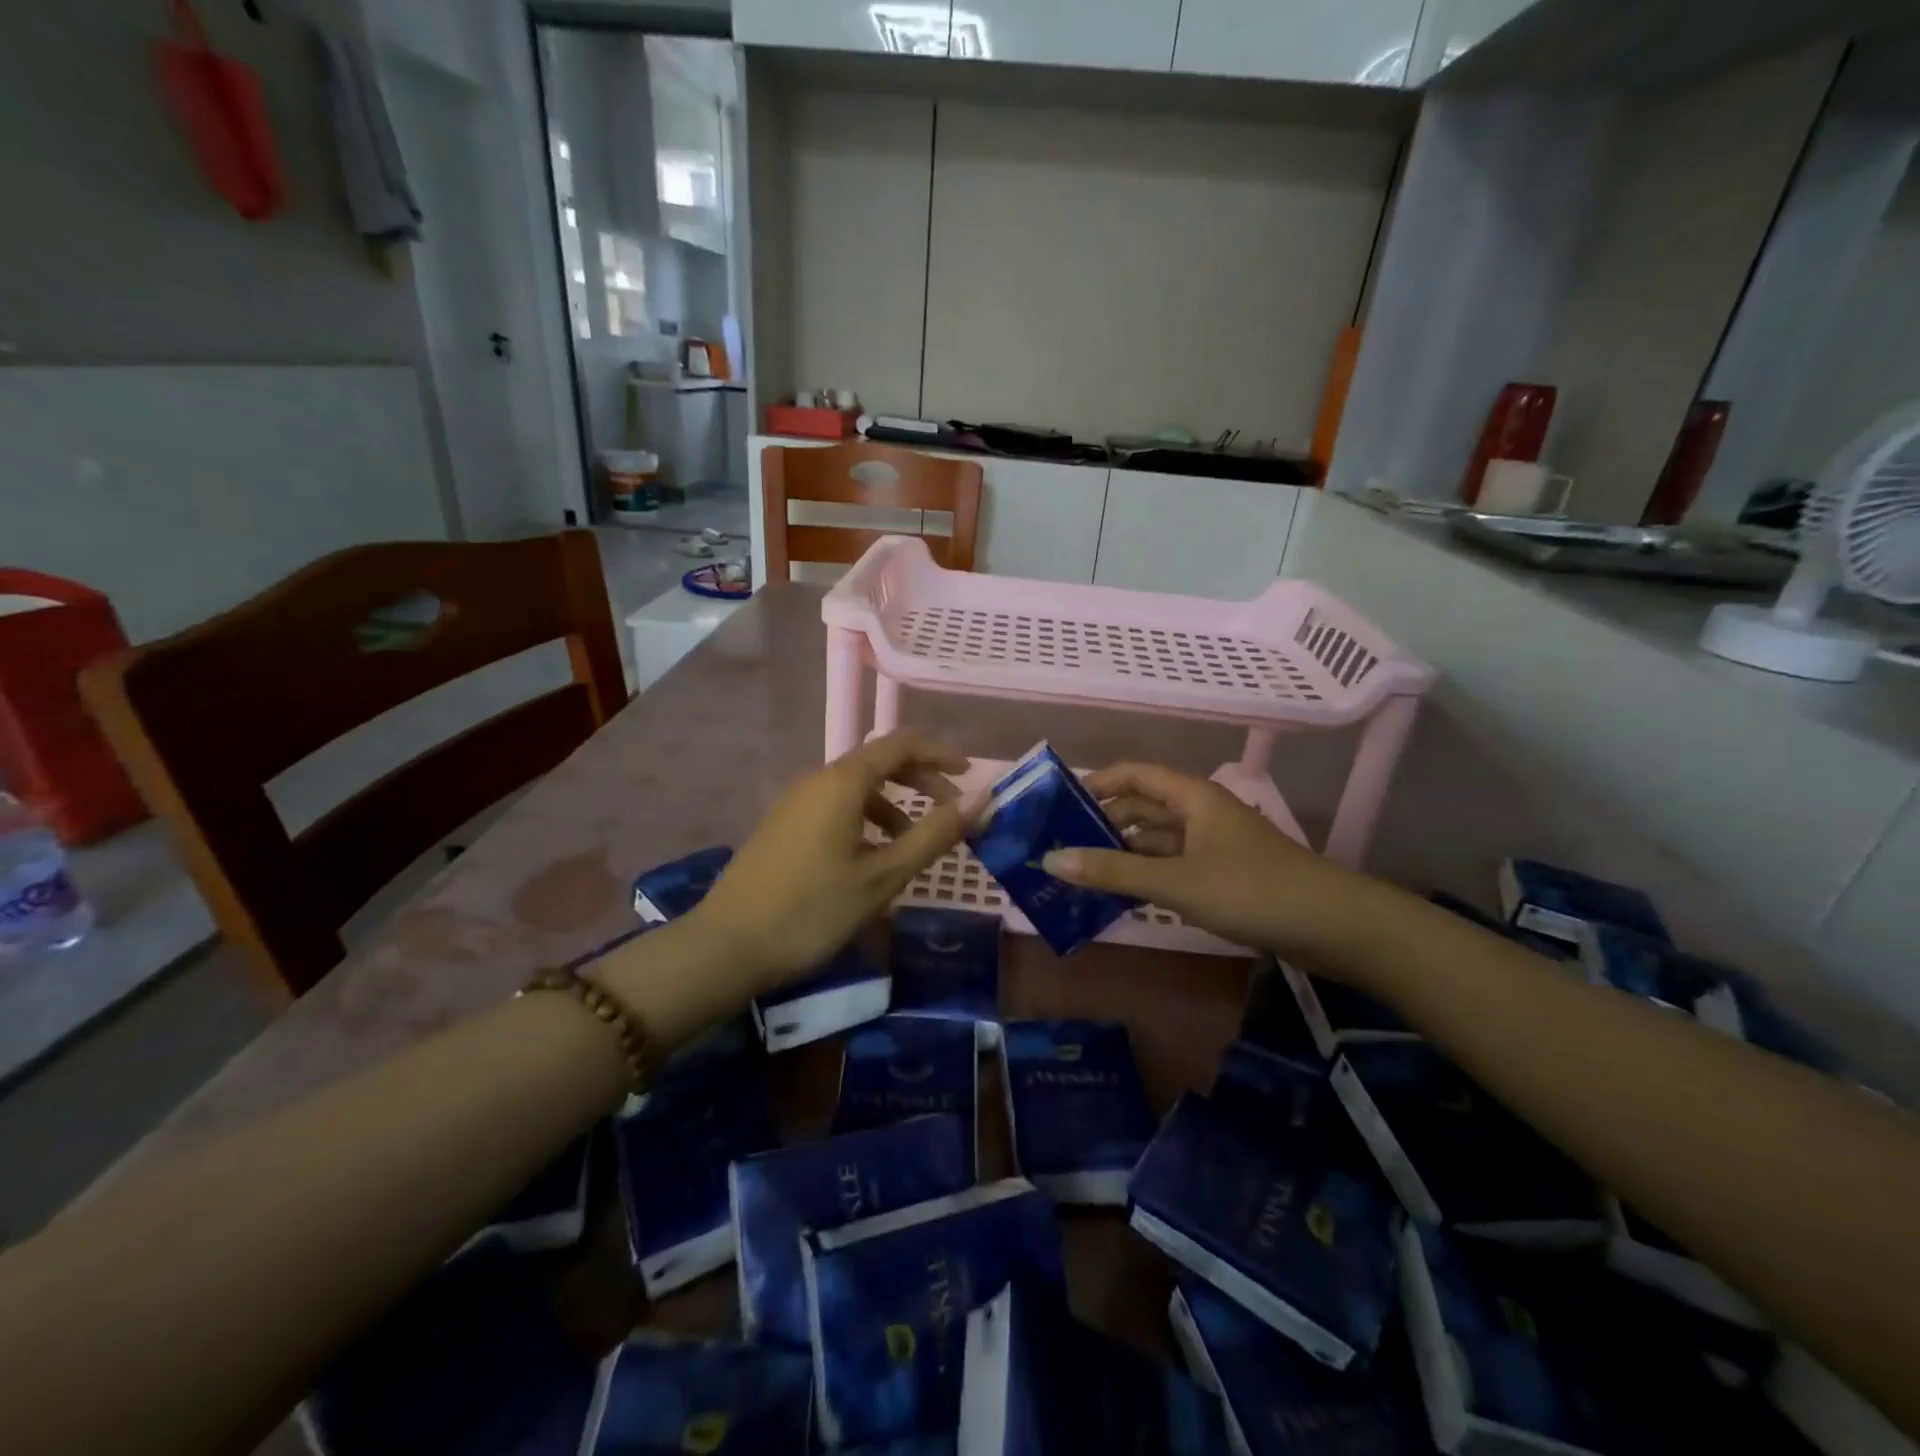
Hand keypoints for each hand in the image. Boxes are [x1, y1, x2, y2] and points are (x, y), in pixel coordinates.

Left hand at [685, 732, 971, 990]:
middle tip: (952, 810)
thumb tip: (981, 800)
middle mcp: (817, 780)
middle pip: (879, 762)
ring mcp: (796, 802)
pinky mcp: (784, 825)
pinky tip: (873, 858)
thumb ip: (934, 835)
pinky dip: (867, 819)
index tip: (972, 774)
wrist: (727, 947)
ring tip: (916, 843)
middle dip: (921, 780)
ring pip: (857, 787)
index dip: (940, 753)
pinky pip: (836, 806)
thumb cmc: (812, 910)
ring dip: (895, 804)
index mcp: (842, 782)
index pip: (901, 744)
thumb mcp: (882, 876)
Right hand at [1043, 762, 1372, 959]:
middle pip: (1143, 806)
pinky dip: (1147, 874)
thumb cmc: (1251, 890)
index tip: (1058, 805)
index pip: (1133, 775)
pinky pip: (1174, 865)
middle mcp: (1201, 813)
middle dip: (1104, 822)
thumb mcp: (1175, 882)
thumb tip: (1050, 860)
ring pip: (1158, 839)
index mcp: (1192, 797)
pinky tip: (1123, 894)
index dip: (1096, 783)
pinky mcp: (1226, 875)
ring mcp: (1215, 845)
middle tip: (1061, 845)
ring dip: (1124, 852)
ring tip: (1082, 872)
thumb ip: (1113, 872)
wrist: (1334, 927)